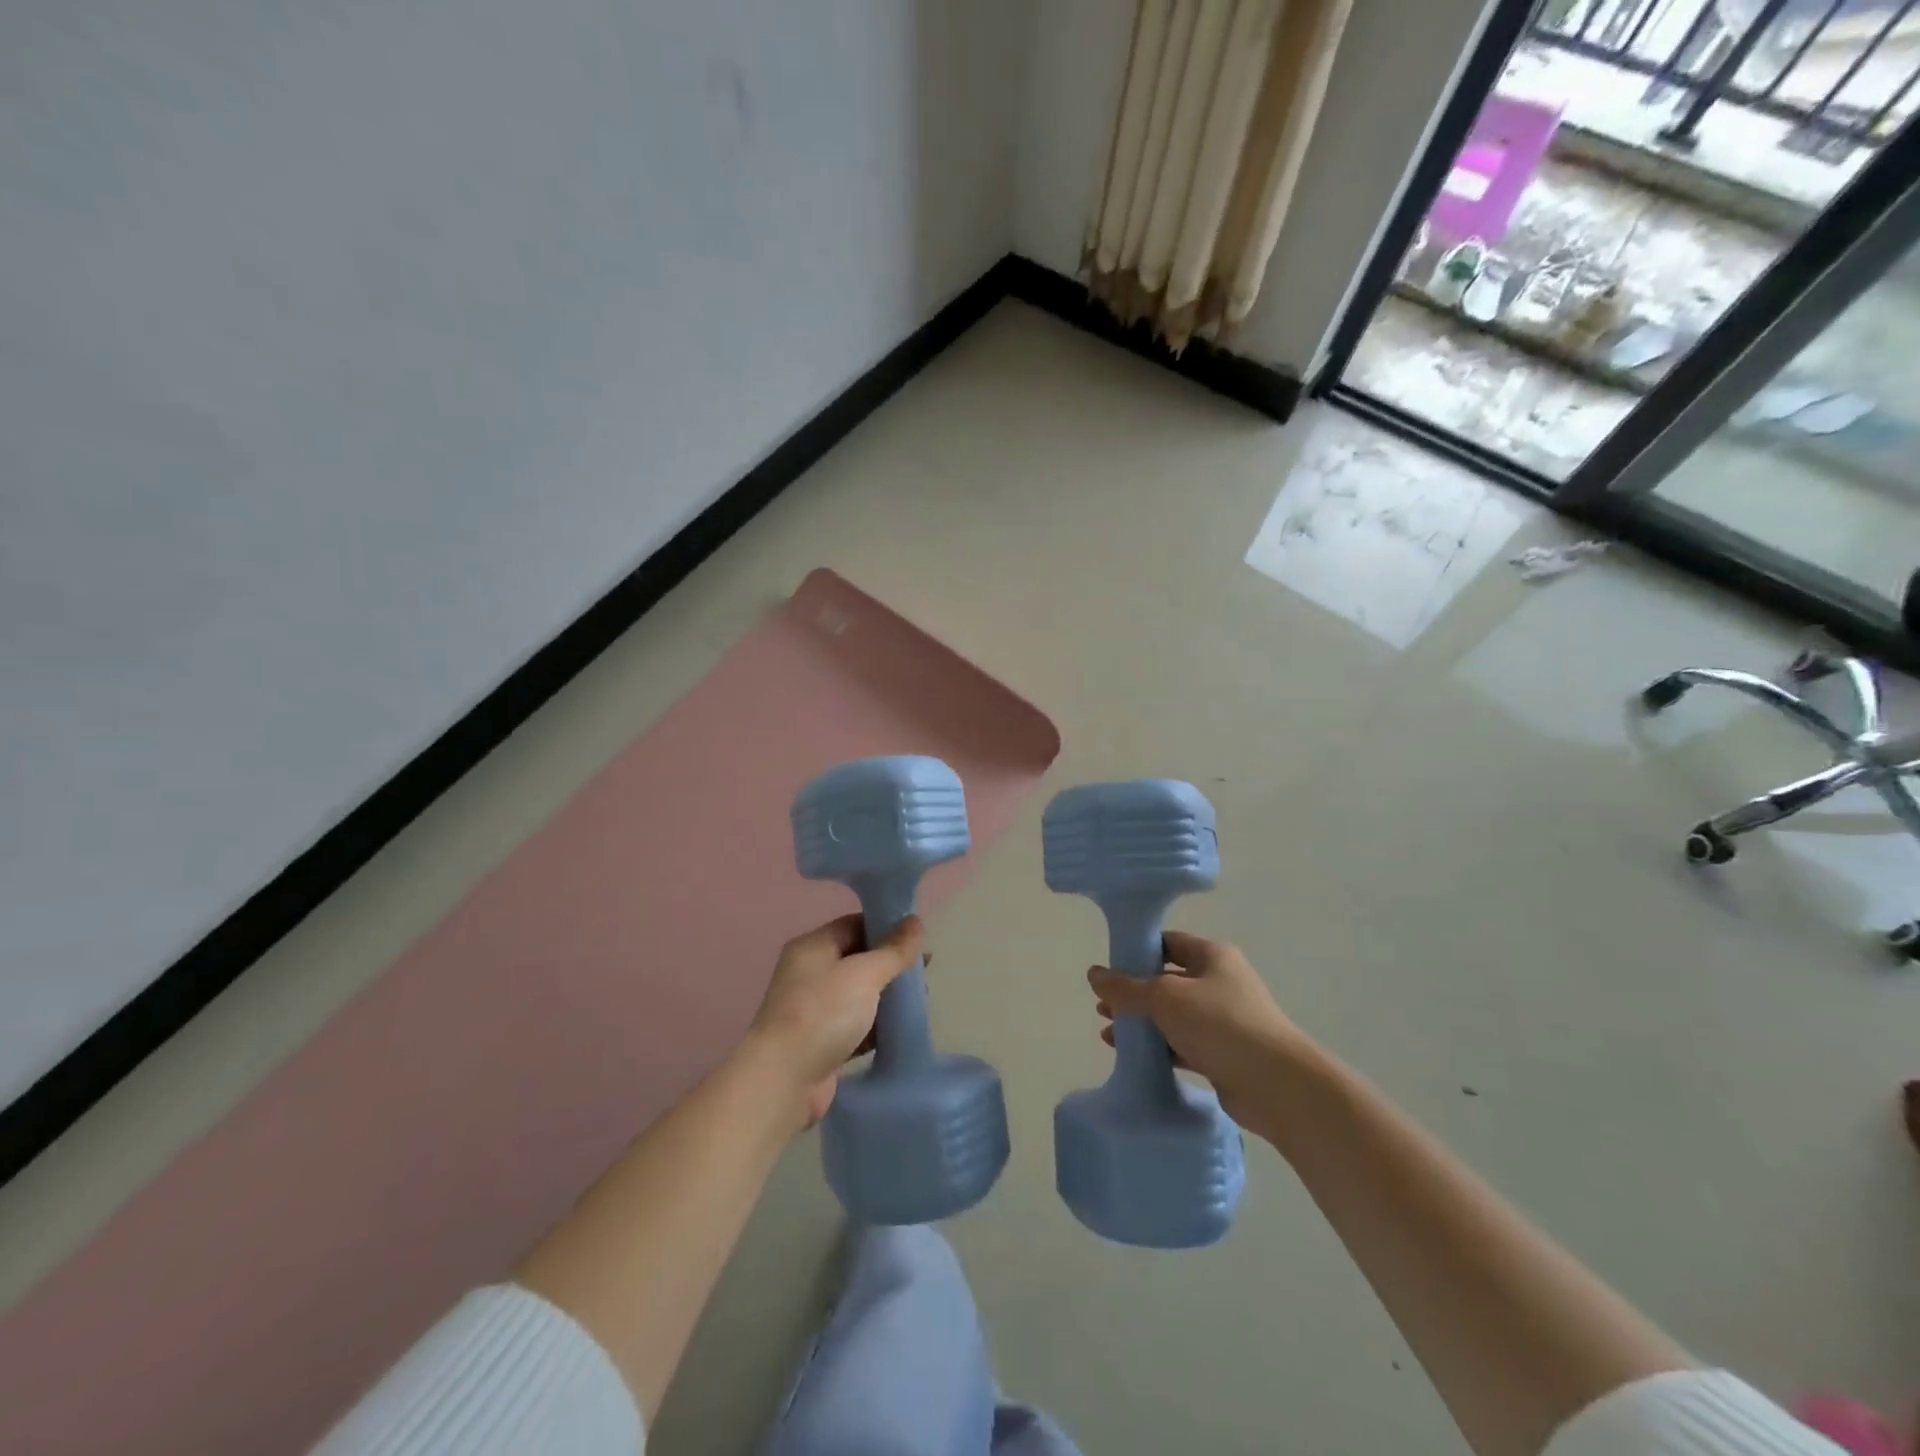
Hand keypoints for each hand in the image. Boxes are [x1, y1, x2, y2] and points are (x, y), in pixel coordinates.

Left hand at [749, 913, 924, 1128]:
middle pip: (858, 959)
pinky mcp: (823, 1043)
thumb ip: (893, 949)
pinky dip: (878, 1025)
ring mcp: (815, 1010)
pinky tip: (902, 1028)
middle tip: (925, 970)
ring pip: (860, 994)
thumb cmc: (823, 1014)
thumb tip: (916, 921)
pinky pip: (857, 1025)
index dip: (886, 927)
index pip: (854, 925)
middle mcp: (810, 974)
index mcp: (813, 948)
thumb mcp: (864, 974)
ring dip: (888, 996)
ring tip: (920, 999)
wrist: (784, 1081)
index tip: (918, 937)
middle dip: (891, 964)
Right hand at [1088, 930, 1308, 1135]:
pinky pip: (1182, 1043)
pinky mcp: (1223, 1054)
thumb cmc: (1220, 1024)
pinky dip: (1158, 1047)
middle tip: (1102, 1005)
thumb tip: (1093, 974)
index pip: (1168, 943)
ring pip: (1173, 1015)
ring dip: (1142, 1022)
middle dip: (1133, 993)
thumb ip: (1126, 987)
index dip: (1137, 952)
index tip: (1109, 968)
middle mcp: (1219, 982)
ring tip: (1108, 1033)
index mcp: (1212, 956)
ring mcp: (1223, 1020)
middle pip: (1167, 980)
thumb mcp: (1165, 997)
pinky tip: (1132, 1056)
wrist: (1277, 1086)